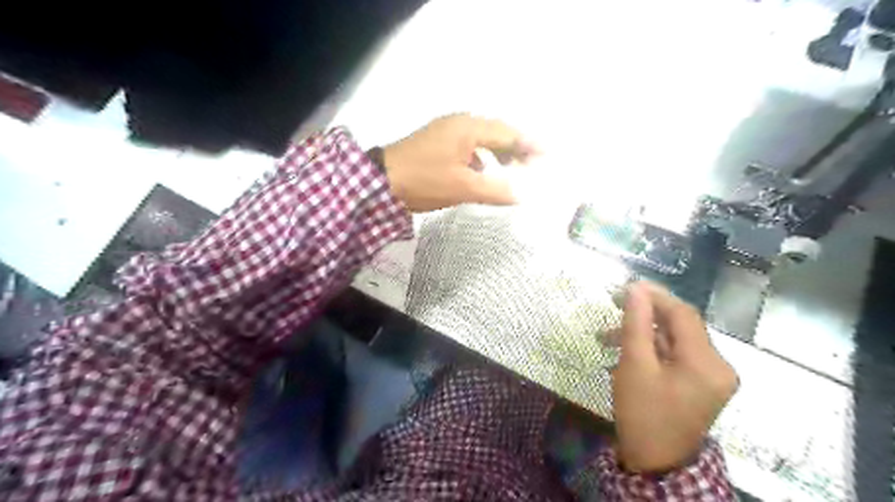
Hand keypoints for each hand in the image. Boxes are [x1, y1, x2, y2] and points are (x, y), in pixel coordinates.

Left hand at [381, 114, 532, 211]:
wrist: (380, 181)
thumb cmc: (424, 181)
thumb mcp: (463, 188)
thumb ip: (495, 190)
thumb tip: (521, 196)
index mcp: (468, 128)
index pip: (507, 133)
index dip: (529, 145)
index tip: (547, 155)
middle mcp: (459, 123)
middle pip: (496, 132)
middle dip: (516, 147)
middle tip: (533, 163)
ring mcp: (446, 130)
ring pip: (482, 138)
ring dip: (499, 152)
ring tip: (513, 168)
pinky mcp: (437, 141)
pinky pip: (468, 145)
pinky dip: (481, 156)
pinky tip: (484, 171)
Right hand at [613, 282, 737, 474]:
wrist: (654, 463)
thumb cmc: (643, 414)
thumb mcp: (634, 365)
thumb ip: (636, 323)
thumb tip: (635, 288)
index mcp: (707, 362)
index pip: (683, 314)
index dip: (654, 296)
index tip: (625, 286)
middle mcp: (719, 365)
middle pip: (681, 325)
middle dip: (646, 314)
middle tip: (614, 305)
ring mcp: (712, 376)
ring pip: (676, 340)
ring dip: (644, 333)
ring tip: (608, 336)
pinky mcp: (701, 384)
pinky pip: (676, 355)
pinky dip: (652, 349)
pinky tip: (626, 351)